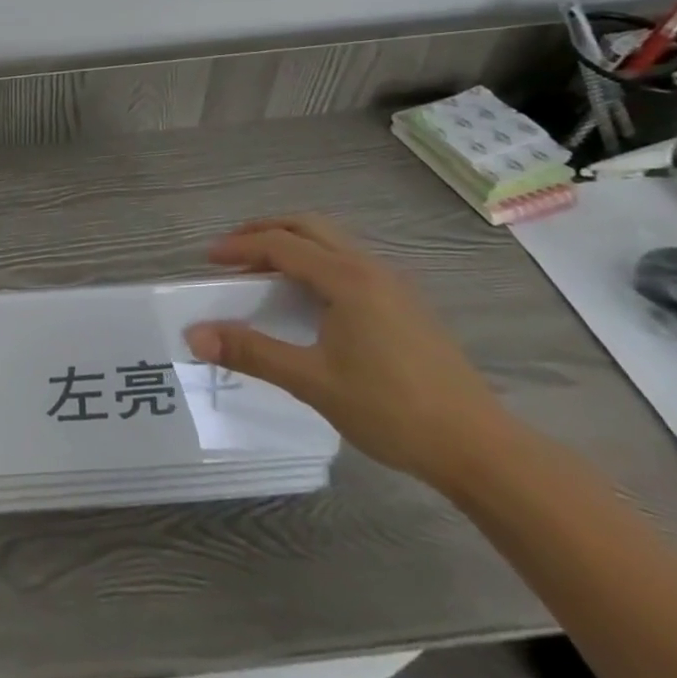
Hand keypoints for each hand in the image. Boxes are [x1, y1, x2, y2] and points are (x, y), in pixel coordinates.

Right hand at [183, 214, 512, 489]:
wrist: (481, 450)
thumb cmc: (393, 410)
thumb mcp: (313, 381)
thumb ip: (251, 352)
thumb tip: (195, 335)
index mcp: (346, 278)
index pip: (280, 244)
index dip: (238, 247)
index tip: (206, 260)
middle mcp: (369, 268)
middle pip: (307, 226)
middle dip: (264, 231)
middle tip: (232, 253)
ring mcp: (393, 284)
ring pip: (331, 242)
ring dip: (291, 244)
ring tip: (263, 271)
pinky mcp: (406, 304)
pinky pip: (348, 261)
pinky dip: (315, 261)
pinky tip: (309, 297)